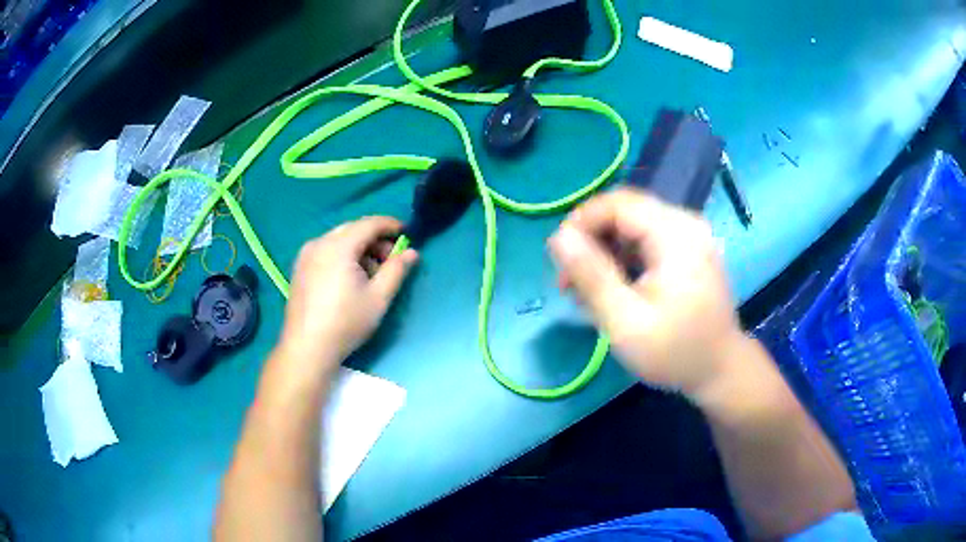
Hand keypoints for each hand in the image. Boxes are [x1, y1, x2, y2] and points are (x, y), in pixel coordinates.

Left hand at [276, 216, 417, 379]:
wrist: (307, 347)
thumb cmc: (345, 322)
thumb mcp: (378, 298)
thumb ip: (396, 270)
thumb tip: (412, 253)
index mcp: (338, 246)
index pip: (369, 224)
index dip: (390, 225)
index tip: (407, 233)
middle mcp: (319, 243)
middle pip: (353, 229)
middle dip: (375, 239)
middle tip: (391, 260)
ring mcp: (306, 255)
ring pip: (339, 240)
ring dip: (359, 249)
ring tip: (371, 274)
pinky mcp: (300, 267)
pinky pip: (326, 250)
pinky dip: (343, 256)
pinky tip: (350, 279)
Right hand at [548, 189, 745, 399]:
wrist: (720, 370)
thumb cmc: (675, 352)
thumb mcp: (626, 321)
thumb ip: (592, 276)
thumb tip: (558, 237)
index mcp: (675, 234)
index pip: (616, 203)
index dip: (580, 223)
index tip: (559, 260)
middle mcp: (684, 223)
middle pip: (624, 212)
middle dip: (590, 240)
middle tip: (568, 281)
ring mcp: (689, 235)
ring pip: (632, 226)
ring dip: (604, 251)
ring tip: (585, 290)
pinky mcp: (688, 250)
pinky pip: (646, 240)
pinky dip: (623, 259)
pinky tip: (612, 288)